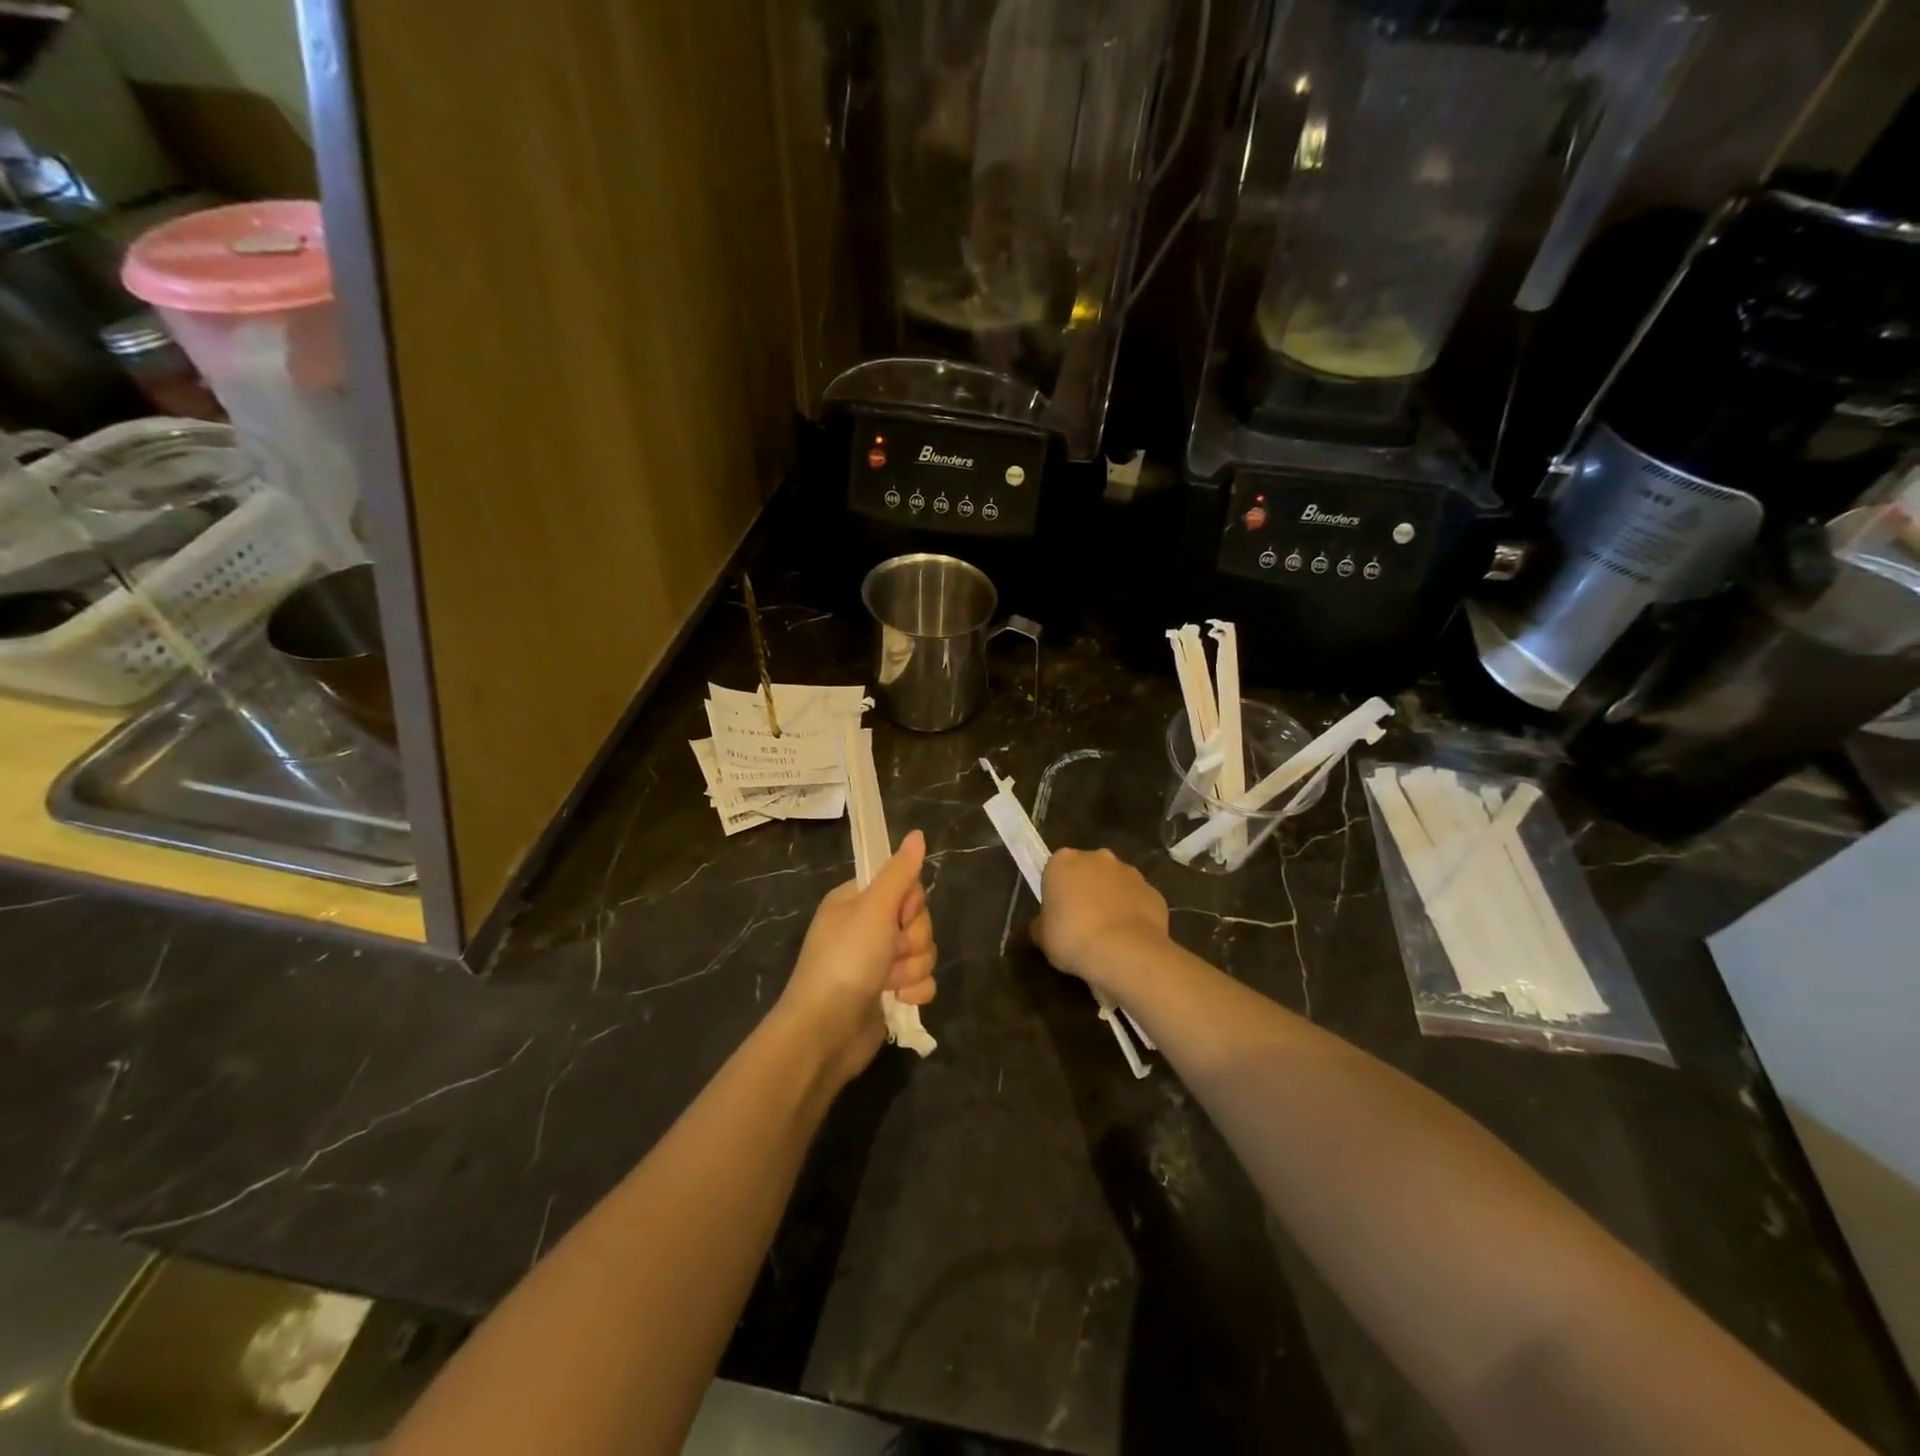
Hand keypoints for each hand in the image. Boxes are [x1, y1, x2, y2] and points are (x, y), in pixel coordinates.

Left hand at [778, 830, 936, 1084]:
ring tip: (889, 983)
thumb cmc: (846, 961)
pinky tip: (898, 1000)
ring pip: (923, 951)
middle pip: (918, 920)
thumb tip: (917, 833)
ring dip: (912, 968)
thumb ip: (899, 872)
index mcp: (856, 902)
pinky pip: (921, 981)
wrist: (826, 1032)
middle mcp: (867, 928)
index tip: (897, 915)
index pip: (904, 886)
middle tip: (890, 952)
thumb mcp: (873, 909)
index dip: (910, 903)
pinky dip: (914, 991)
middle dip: (912, 940)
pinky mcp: (889, 993)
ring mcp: (878, 963)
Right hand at [1034, 848, 1168, 991]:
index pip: (1055, 870)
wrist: (1125, 952)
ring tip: (1108, 934)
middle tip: (1081, 922)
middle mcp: (1097, 857)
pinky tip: (1129, 938)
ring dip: (1110, 899)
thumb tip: (1043, 925)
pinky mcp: (1153, 891)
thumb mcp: (1042, 937)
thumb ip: (1041, 924)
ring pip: (1115, 883)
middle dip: (1085, 889)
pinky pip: (1137, 900)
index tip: (1057, 914)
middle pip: (1087, 870)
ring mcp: (1129, 872)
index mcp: (1063, 861)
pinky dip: (1133, 913)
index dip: (1056, 892)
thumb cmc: (1073, 938)